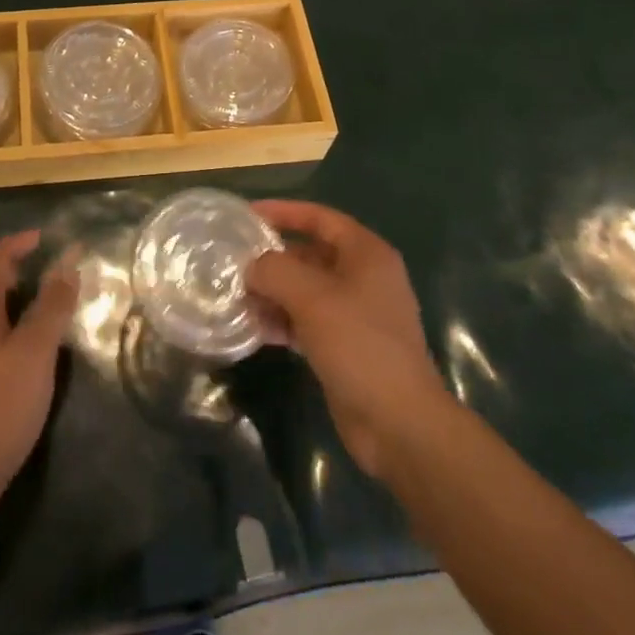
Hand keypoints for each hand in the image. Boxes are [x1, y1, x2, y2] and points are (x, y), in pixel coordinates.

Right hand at [246, 200, 447, 479]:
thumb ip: (274, 270)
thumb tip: (252, 267)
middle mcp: (364, 278)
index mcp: (366, 254)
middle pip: (311, 255)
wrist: (399, 423)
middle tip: (235, 264)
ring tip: (239, 299)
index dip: (284, 212)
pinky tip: (256, 329)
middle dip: (273, 260)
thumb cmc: (358, 344)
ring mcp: (357, 315)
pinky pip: (308, 321)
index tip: (248, 215)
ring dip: (274, 293)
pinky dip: (284, 321)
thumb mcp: (310, 297)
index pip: (320, 218)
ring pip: (306, 291)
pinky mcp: (347, 347)